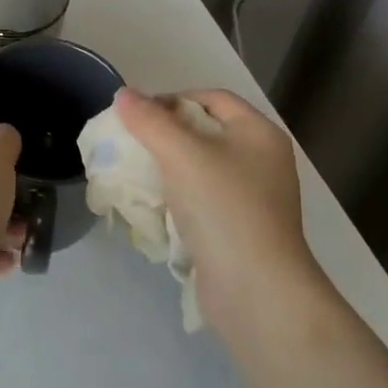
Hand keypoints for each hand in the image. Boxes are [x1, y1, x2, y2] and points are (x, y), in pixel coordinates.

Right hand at [113, 88, 323, 326]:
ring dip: (170, 169)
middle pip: (207, 132)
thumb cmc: (223, 208)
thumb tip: (124, 94)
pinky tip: (155, 208)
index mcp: (259, 133)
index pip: (212, 98)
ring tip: (138, 175)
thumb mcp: (181, 154)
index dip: (174, 99)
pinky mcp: (242, 232)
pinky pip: (205, 202)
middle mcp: (263, 161)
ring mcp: (255, 199)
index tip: (139, 115)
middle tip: (133, 143)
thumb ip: (149, 120)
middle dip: (168, 135)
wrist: (257, 293)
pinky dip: (180, 199)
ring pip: (204, 169)